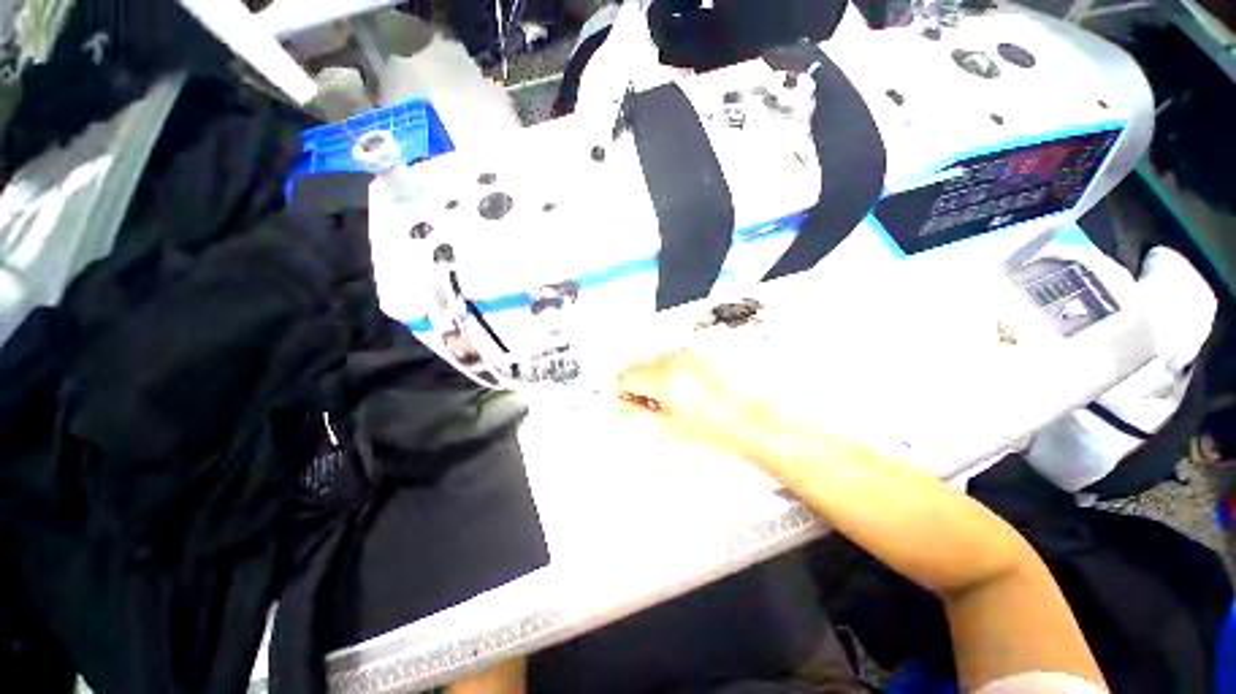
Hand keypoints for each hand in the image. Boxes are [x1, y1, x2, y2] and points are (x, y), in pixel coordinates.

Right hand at [616, 350, 753, 451]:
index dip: (619, 389)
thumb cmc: (713, 427)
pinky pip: (671, 357)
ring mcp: (687, 354)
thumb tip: (616, 405)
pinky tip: (679, 388)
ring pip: (652, 360)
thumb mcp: (666, 427)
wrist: (744, 420)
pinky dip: (668, 370)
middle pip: (637, 364)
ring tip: (667, 397)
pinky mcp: (697, 353)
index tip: (621, 398)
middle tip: (643, 401)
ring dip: (651, 375)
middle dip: (634, 381)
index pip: (625, 376)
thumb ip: (634, 413)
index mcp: (664, 379)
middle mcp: (674, 360)